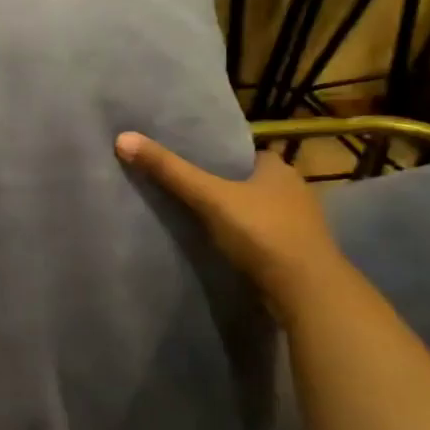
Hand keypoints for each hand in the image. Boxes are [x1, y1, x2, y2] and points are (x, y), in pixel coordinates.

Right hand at [115, 133, 344, 314]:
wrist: (306, 292)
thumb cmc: (262, 233)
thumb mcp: (209, 196)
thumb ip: (169, 170)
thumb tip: (123, 138)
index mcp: (278, 168)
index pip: (242, 153)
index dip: (216, 155)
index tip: (186, 159)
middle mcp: (294, 191)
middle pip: (247, 182)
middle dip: (221, 185)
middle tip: (182, 187)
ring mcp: (298, 225)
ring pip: (255, 211)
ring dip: (232, 214)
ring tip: (193, 216)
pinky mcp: (295, 254)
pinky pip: (260, 237)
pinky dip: (241, 239)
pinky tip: (218, 245)